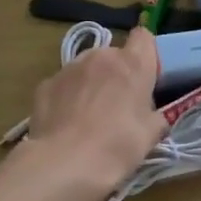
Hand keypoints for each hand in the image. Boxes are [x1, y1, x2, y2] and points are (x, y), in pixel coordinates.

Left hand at [19, 28, 166, 200]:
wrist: (64, 164)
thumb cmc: (117, 146)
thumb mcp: (152, 134)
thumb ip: (156, 115)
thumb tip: (152, 114)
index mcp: (132, 63)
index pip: (144, 37)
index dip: (146, 54)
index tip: (147, 77)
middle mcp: (100, 57)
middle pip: (114, 55)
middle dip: (117, 74)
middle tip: (119, 106)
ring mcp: (69, 68)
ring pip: (87, 69)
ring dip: (92, 84)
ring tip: (89, 117)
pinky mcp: (45, 85)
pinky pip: (64, 85)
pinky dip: (68, 98)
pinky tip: (68, 124)